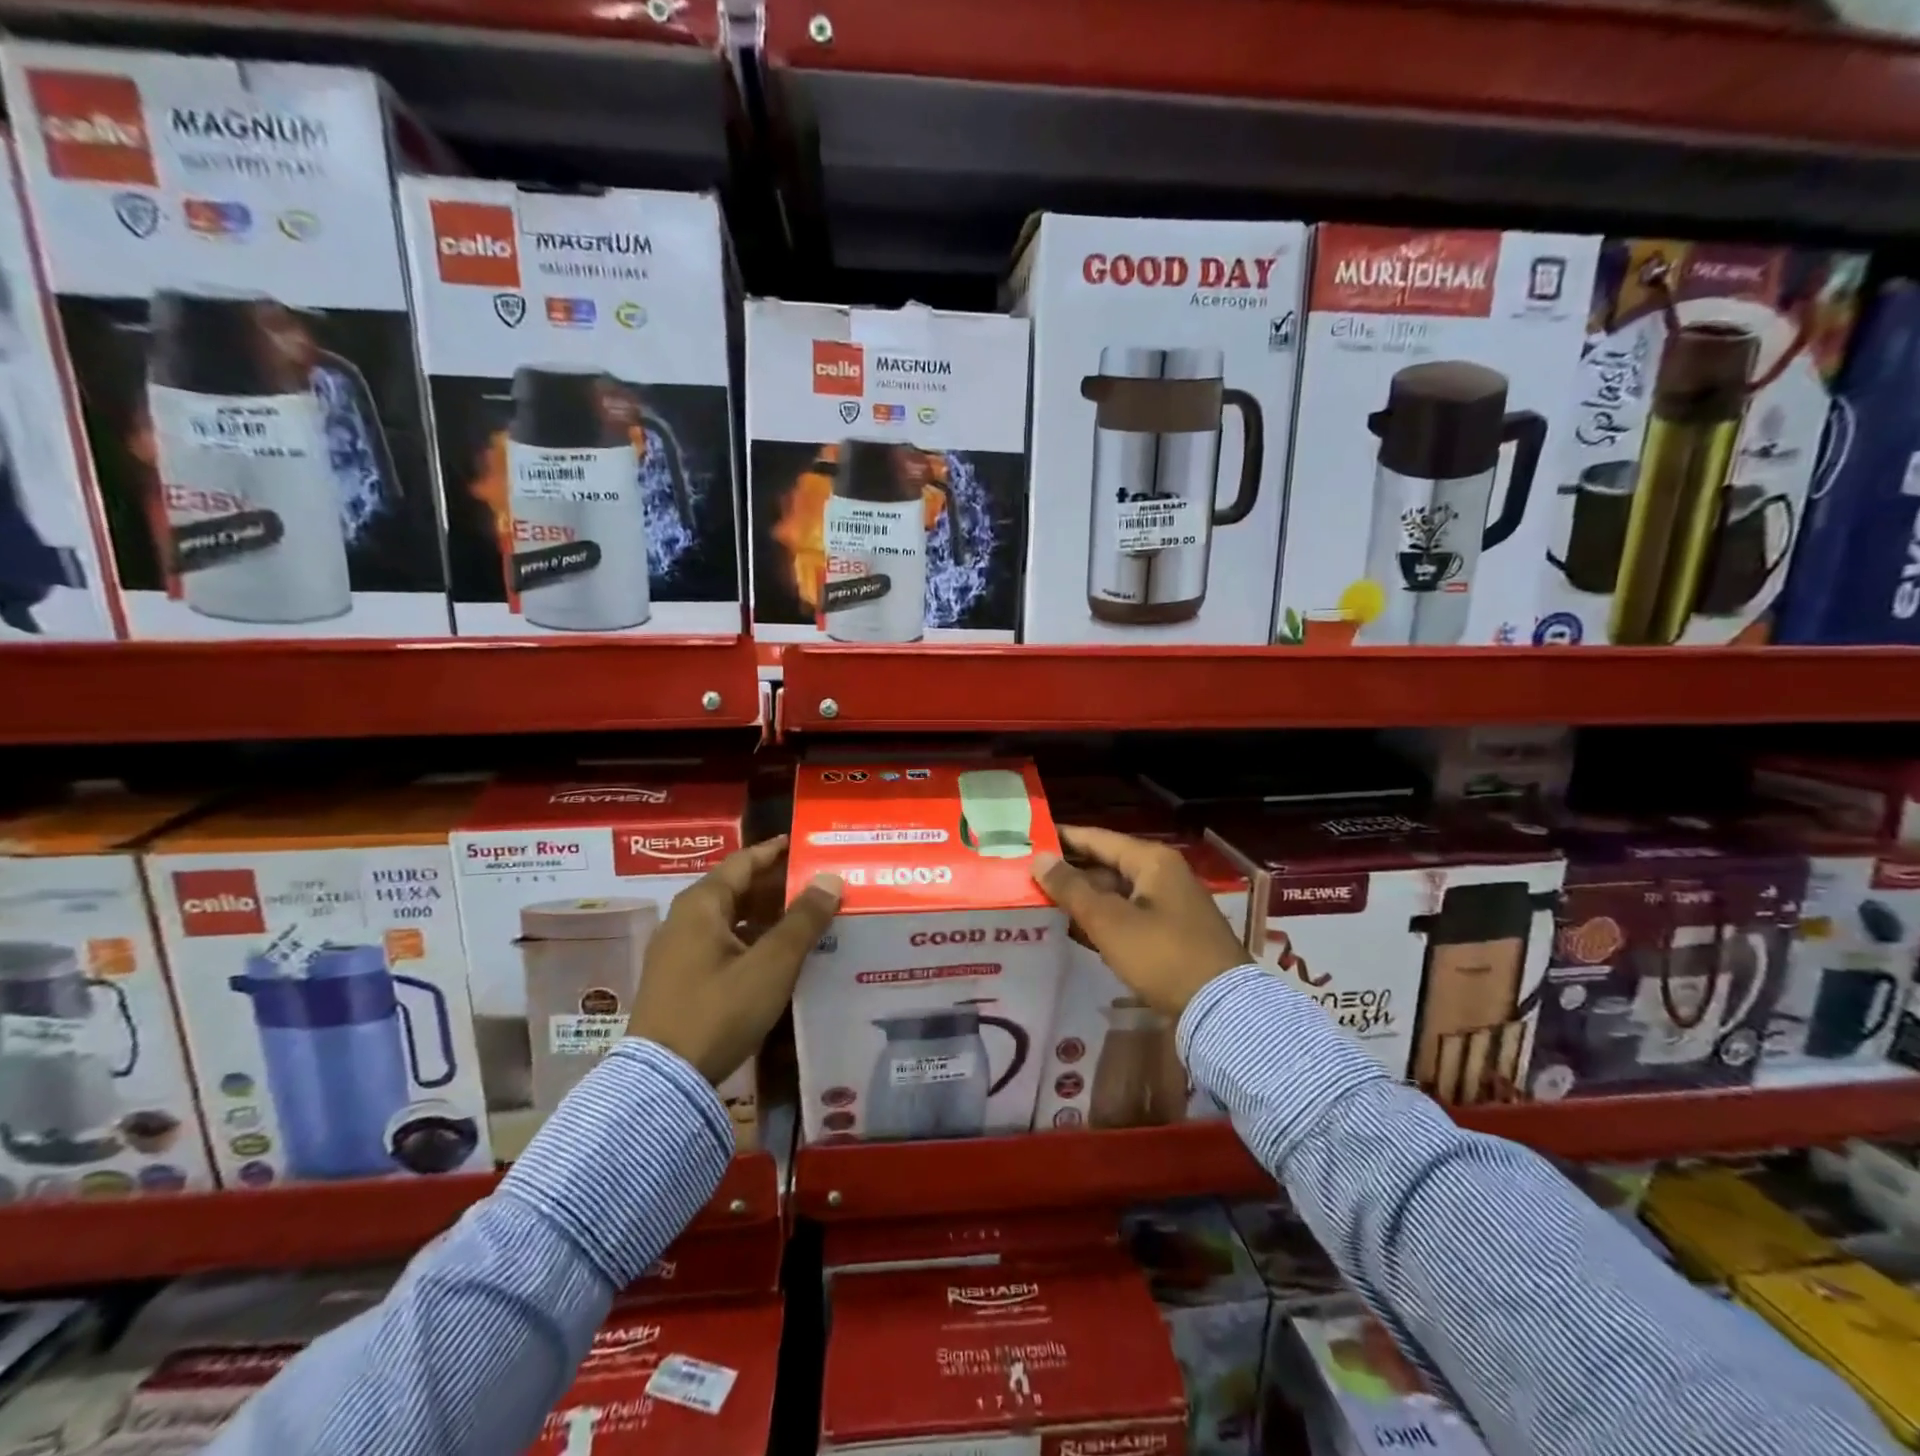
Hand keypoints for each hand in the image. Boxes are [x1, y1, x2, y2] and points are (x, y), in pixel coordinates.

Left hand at [628, 836, 842, 1083]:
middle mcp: (684, 919)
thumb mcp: (771, 965)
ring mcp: (678, 951)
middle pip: (737, 889)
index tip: (805, 845)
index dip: (776, 852)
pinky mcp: (679, 980)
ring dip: (767, 915)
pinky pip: (722, 944)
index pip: (744, 861)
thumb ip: (803, 920)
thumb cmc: (719, 1011)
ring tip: (807, 918)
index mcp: (701, 905)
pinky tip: (778, 955)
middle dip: (777, 886)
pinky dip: (752, 940)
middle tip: (818, 884)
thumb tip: (830, 879)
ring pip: (730, 919)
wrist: (662, 1082)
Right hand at [1032, 825, 1250, 1017]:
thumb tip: (1039, 859)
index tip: (1028, 839)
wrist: (1221, 1009)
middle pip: (1106, 865)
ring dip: (1083, 899)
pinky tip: (1074, 930)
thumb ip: (1072, 888)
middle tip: (1028, 876)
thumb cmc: (1161, 955)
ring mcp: (1169, 904)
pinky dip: (1102, 919)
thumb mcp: (1109, 921)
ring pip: (1115, 893)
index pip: (1097, 838)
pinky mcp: (1170, 933)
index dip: (1062, 838)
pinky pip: (1127, 915)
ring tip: (1041, 902)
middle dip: (1069, 872)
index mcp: (1151, 861)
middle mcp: (1162, 874)